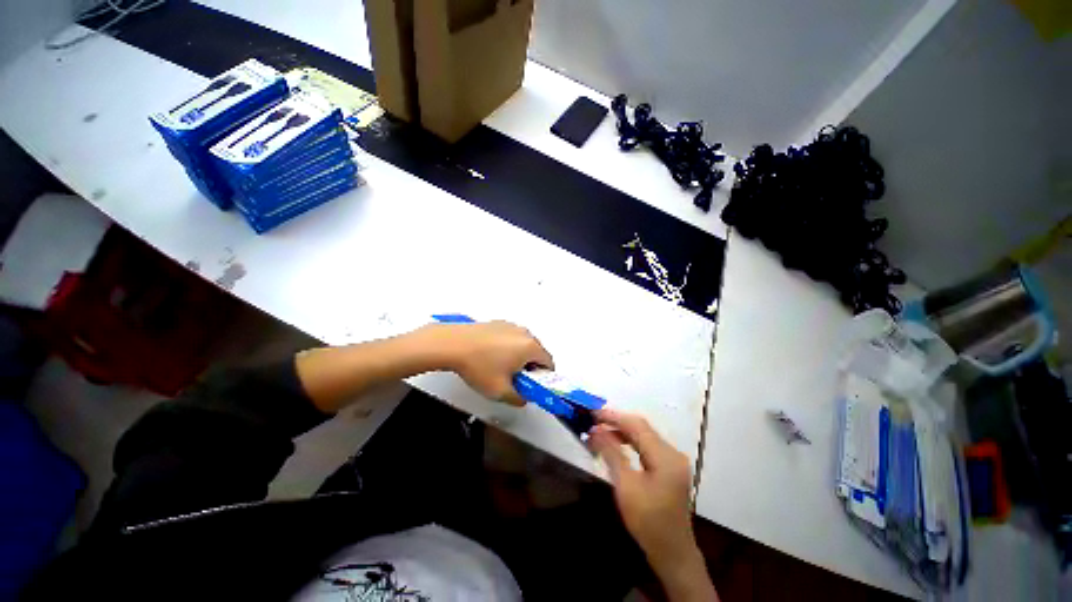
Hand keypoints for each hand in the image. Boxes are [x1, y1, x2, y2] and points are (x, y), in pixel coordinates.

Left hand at [426, 321, 553, 406]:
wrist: (452, 344)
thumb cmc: (478, 366)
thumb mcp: (499, 391)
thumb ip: (518, 398)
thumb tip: (522, 398)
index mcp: (530, 347)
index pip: (549, 363)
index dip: (543, 378)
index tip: (532, 385)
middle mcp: (524, 333)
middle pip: (537, 352)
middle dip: (530, 367)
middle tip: (515, 379)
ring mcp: (510, 326)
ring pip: (523, 344)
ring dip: (518, 356)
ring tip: (500, 368)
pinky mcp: (498, 323)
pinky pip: (510, 337)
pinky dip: (507, 347)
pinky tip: (490, 356)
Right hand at [590, 409, 716, 600]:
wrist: (672, 552)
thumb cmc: (647, 521)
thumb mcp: (625, 486)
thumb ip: (611, 453)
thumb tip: (595, 430)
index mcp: (665, 456)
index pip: (637, 425)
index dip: (614, 416)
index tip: (593, 413)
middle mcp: (672, 452)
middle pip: (642, 428)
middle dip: (617, 422)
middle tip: (594, 421)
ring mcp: (673, 460)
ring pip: (644, 436)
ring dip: (623, 431)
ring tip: (601, 432)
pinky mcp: (670, 467)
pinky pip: (647, 446)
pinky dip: (630, 442)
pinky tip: (617, 445)